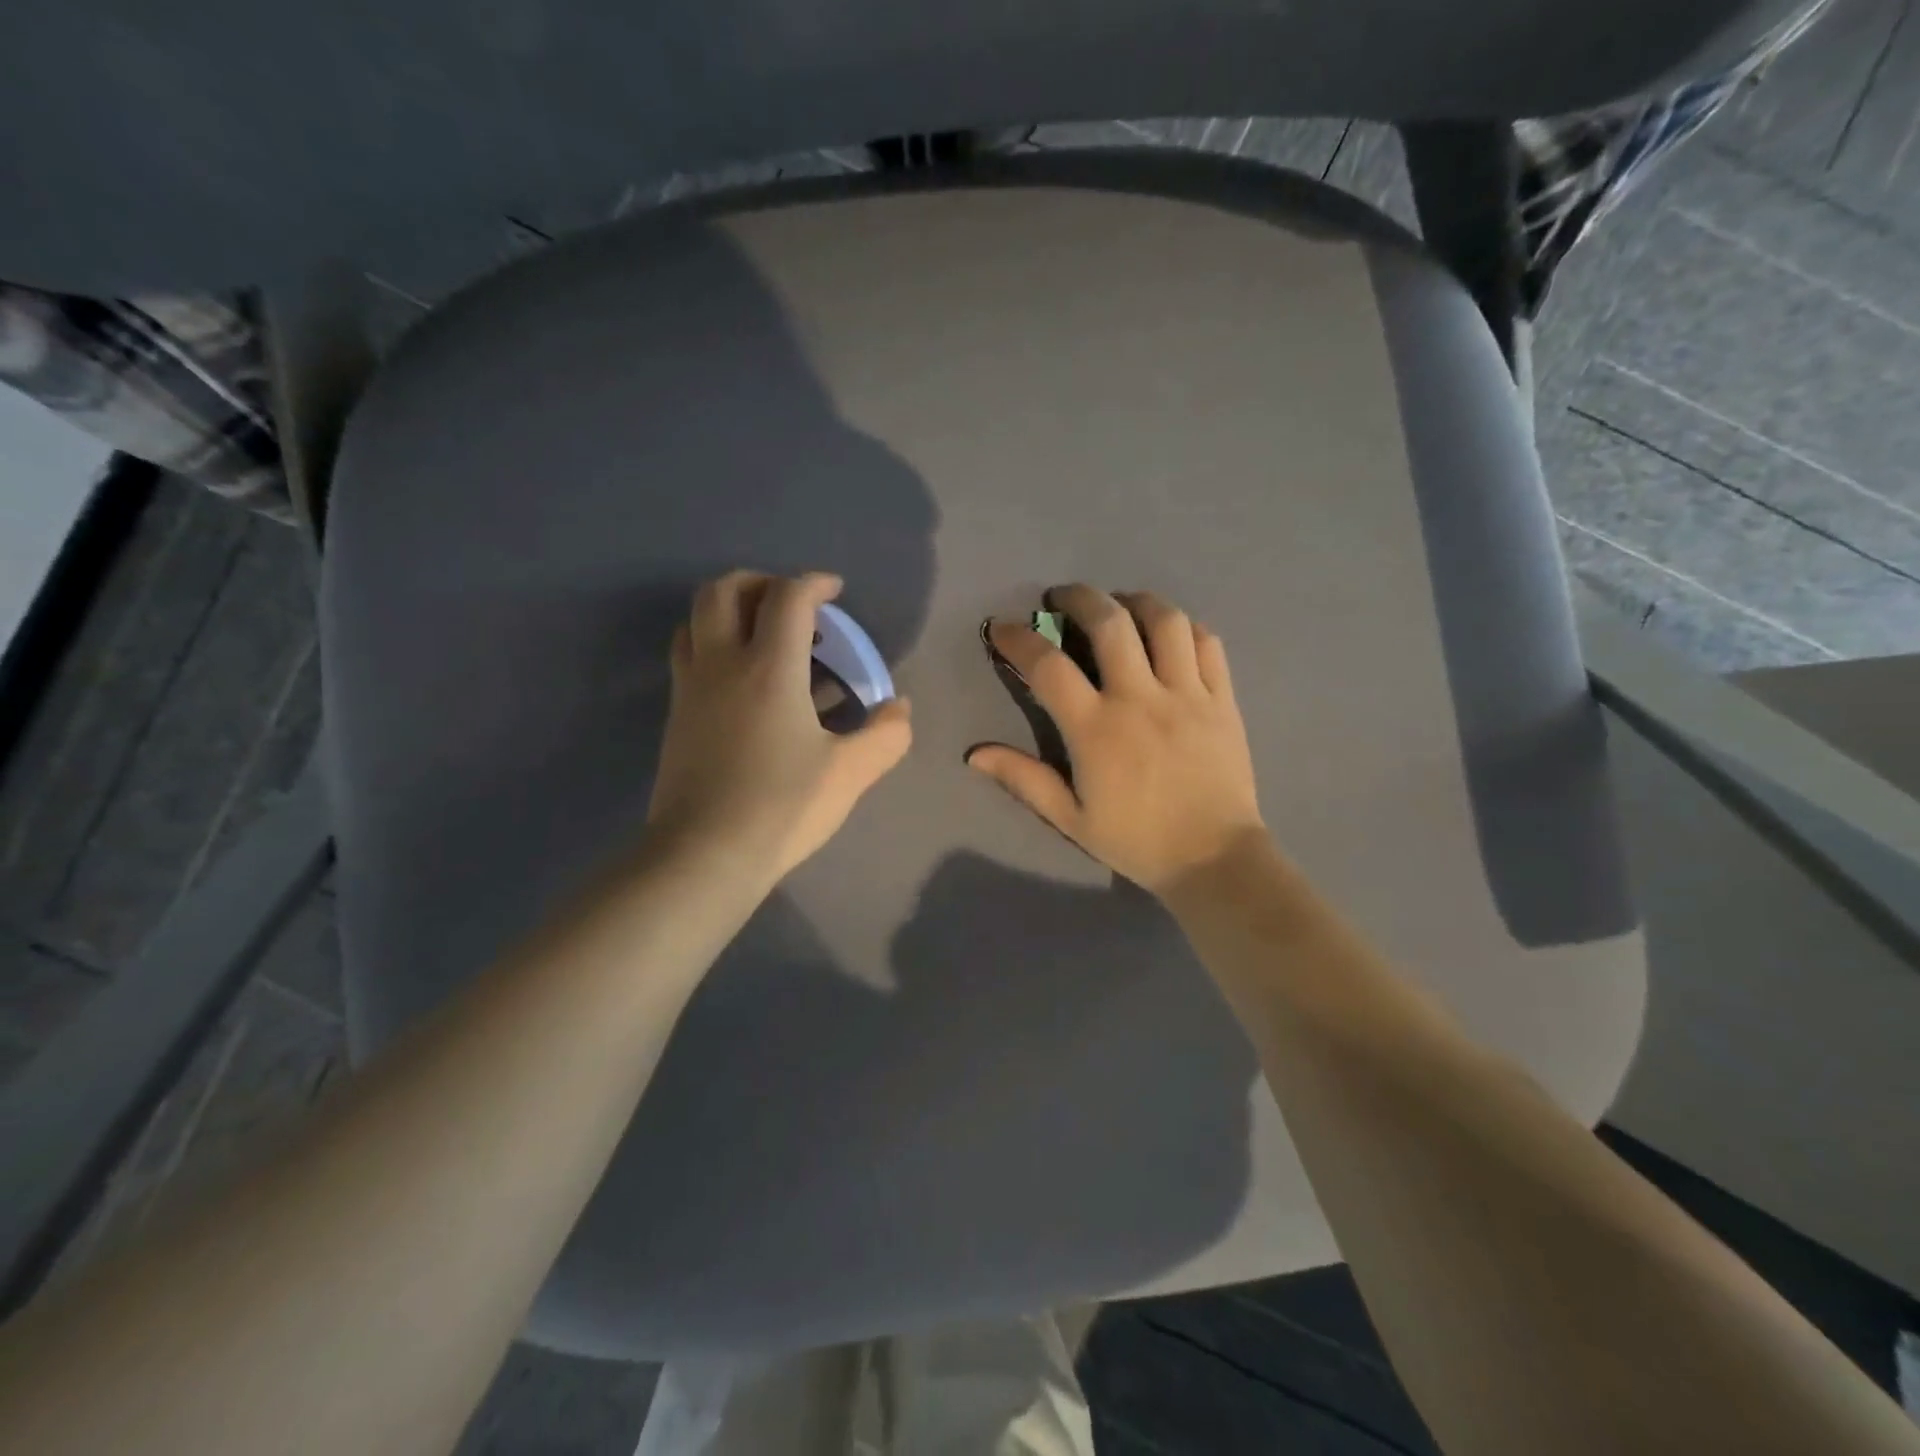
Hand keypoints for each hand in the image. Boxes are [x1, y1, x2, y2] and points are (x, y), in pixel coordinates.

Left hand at [648, 570, 912, 883]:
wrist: (705, 854)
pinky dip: (713, 643)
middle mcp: (723, 664)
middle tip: (792, 604)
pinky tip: (742, 679)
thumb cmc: (782, 806)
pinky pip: (689, 654)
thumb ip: (886, 735)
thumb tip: (898, 709)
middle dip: (761, 582)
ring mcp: (691, 688)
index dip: (814, 583)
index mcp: (769, 669)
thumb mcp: (850, 773)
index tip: (835, 592)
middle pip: (724, 590)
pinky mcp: (676, 715)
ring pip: (696, 619)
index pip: (787, 598)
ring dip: (730, 608)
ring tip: (763, 633)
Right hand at [967, 585, 1265, 896]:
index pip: (1048, 666)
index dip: (1018, 640)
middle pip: (1110, 622)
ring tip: (1119, 606)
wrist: (1214, 858)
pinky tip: (1169, 633)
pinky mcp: (1222, 699)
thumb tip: (975, 754)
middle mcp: (1140, 698)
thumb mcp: (1070, 818)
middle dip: (1078, 598)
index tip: (1003, 630)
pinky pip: (1207, 643)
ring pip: (1165, 620)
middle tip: (1061, 598)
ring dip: (1135, 601)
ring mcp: (1187, 694)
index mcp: (1096, 729)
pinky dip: (1184, 627)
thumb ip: (1024, 779)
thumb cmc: (1136, 840)